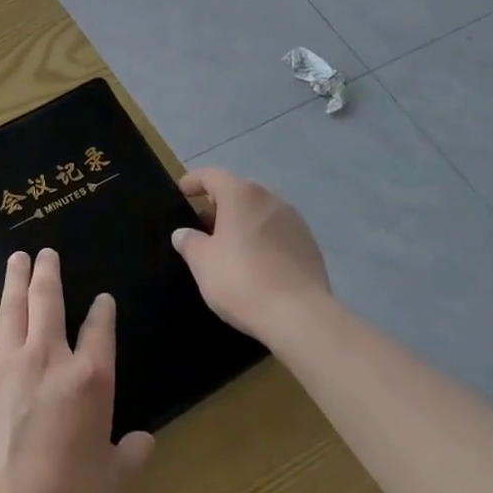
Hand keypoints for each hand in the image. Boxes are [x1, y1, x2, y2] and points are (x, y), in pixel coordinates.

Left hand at [0, 249, 154, 492]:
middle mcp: (49, 359)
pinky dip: (0, 319)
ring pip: (13, 309)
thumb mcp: (111, 483)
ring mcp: (10, 365)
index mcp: (90, 379)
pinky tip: (0, 315)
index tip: (102, 300)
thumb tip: (144, 442)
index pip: (100, 329)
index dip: (103, 311)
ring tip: (16, 260)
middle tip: (45, 252)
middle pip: (47, 301)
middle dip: (48, 273)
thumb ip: (129, 456)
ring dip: (16, 281)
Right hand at [172, 167, 331, 340]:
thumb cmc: (242, 280)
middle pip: (239, 192)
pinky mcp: (309, 245)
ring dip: (243, 222)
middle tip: (204, 225)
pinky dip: (263, 239)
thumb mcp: (202, 263)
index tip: (183, 190)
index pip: (212, 176)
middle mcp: (269, 199)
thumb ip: (189, 242)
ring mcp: (294, 221)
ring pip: (260, 212)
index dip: (195, 181)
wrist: (300, 316)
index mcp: (241, 195)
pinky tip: (256, 262)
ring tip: (229, 246)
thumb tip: (183, 233)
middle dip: (220, 205)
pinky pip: (278, 232)